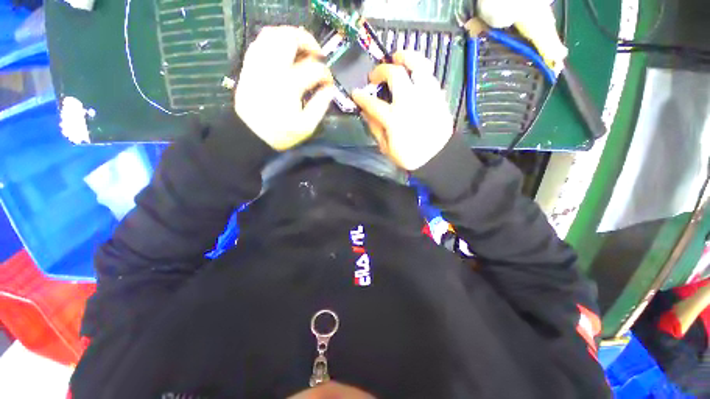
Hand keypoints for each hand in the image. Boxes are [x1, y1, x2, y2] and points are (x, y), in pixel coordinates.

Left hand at [234, 26, 334, 150]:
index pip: (314, 69)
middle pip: (290, 38)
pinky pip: (258, 43)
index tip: (329, 84)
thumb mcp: (306, 126)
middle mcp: (272, 69)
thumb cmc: (281, 134)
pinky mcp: (248, 67)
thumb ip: (320, 106)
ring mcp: (257, 65)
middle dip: (308, 41)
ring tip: (300, 49)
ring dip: (289, 36)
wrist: (251, 135)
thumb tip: (330, 90)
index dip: (326, 75)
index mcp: (289, 86)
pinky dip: (273, 42)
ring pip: (271, 34)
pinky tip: (282, 54)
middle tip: (317, 54)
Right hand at [352, 51, 453, 170]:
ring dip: (405, 57)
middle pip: (395, 74)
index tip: (356, 94)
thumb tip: (366, 113)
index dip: (361, 97)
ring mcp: (426, 96)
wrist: (436, 157)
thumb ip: (375, 128)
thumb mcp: (386, 148)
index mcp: (394, 118)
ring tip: (397, 56)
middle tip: (375, 76)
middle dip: (381, 71)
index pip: (372, 103)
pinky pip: (429, 75)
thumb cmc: (409, 156)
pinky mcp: (438, 96)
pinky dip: (419, 70)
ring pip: (418, 65)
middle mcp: (410, 102)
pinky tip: (413, 73)